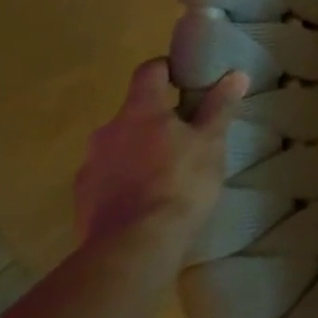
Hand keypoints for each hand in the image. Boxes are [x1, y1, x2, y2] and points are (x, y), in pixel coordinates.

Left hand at [75, 59, 247, 253]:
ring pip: (119, 146)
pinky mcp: (82, 199)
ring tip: (167, 173)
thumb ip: (219, 107)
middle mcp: (108, 130)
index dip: (168, 68)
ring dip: (140, 151)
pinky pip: (107, 177)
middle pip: (134, 112)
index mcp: (140, 110)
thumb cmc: (180, 184)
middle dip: (158, 119)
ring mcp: (90, 166)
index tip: (187, 78)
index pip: (150, 71)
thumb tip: (235, 74)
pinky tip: (146, 200)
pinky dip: (125, 180)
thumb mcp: (211, 143)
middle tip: (187, 135)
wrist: (133, 248)